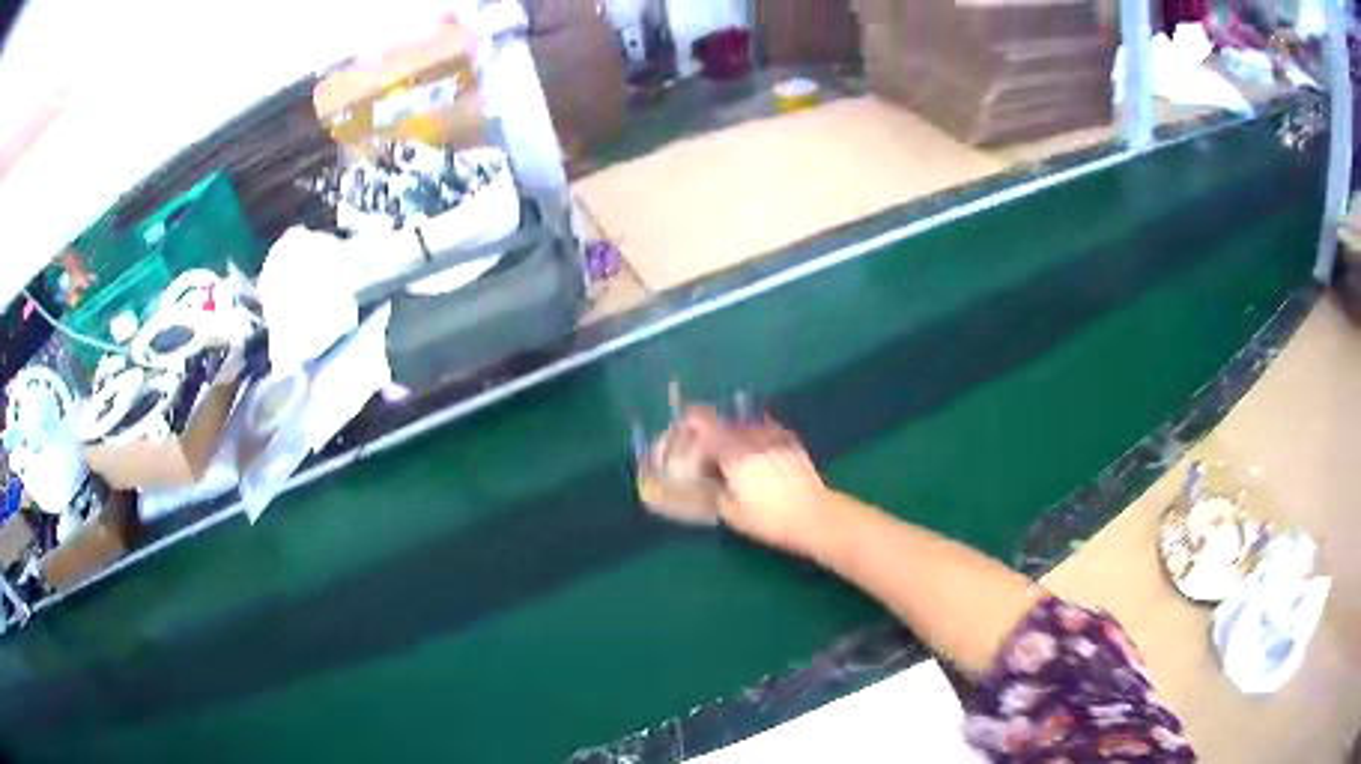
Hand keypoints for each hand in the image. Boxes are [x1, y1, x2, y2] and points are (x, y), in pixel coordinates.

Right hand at [678, 407, 832, 556]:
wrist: (814, 515)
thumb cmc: (769, 519)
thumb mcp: (732, 514)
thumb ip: (718, 494)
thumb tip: (712, 484)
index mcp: (733, 455)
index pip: (707, 426)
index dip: (693, 421)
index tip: (684, 422)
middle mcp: (752, 440)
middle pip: (727, 421)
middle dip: (713, 425)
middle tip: (705, 436)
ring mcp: (774, 439)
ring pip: (748, 423)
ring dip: (736, 427)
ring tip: (731, 439)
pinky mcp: (792, 444)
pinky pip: (769, 429)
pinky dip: (758, 432)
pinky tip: (758, 442)